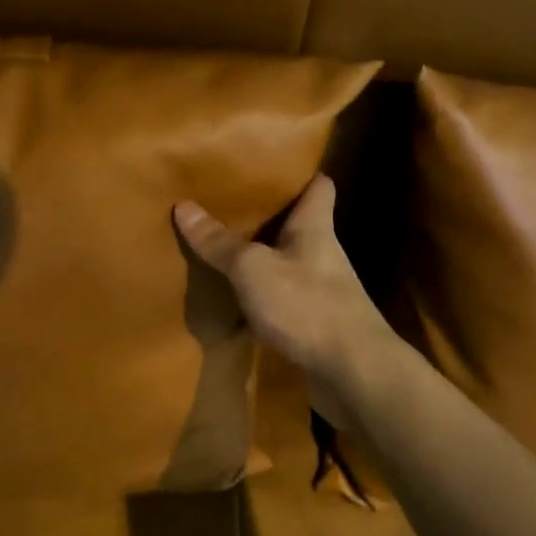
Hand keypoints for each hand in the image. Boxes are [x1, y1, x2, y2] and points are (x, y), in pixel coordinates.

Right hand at [174, 175, 390, 406]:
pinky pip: (283, 298)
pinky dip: (261, 295)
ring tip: (223, 245)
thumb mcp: (252, 269)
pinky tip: (233, 298)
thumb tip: (183, 205)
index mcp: (315, 227)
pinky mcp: (314, 323)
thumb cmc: (307, 305)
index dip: (300, 172)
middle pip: (298, 223)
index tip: (271, 162)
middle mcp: (322, 253)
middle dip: (268, 214)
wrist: (353, 373)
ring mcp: (320, 289)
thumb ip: (219, 242)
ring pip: (287, 262)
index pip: (319, 186)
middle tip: (228, 201)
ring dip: (262, 256)